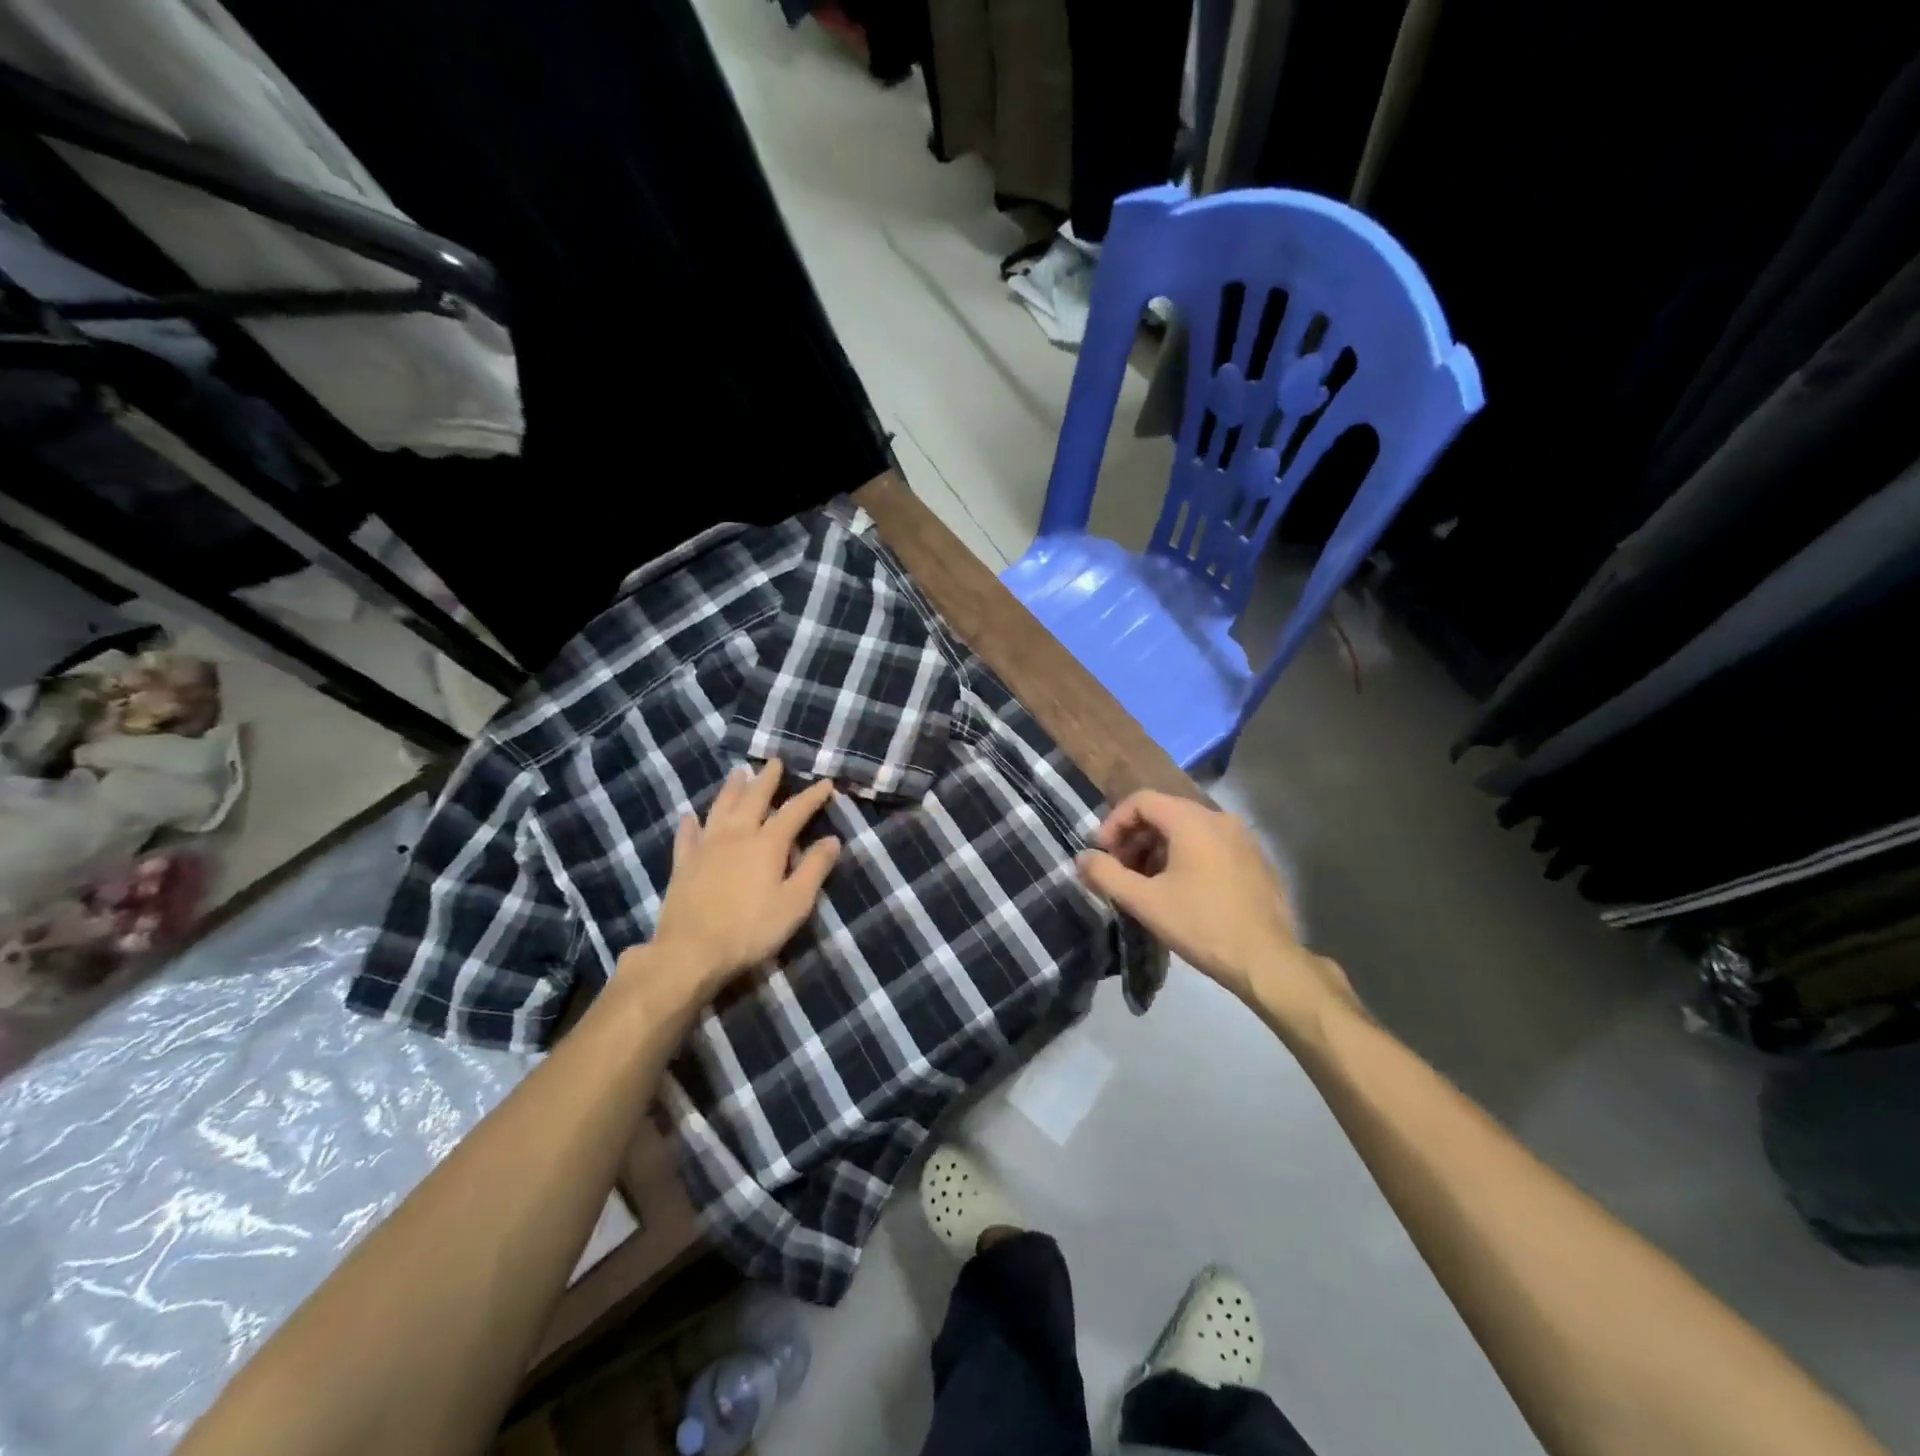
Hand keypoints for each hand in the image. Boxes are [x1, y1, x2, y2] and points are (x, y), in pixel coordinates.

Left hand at [644, 761, 840, 1003]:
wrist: (691, 952)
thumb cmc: (751, 929)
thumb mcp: (795, 903)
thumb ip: (814, 869)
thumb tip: (832, 840)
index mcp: (767, 844)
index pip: (794, 812)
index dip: (811, 797)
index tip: (825, 782)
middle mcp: (736, 835)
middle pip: (753, 799)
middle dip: (767, 780)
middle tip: (774, 762)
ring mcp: (706, 847)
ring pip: (720, 808)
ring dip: (731, 789)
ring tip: (738, 773)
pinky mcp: (683, 864)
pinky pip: (687, 836)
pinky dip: (690, 823)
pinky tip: (689, 816)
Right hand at [1077, 790, 1353, 1027]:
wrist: (1266, 960)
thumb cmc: (1201, 925)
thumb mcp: (1145, 902)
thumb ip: (1106, 875)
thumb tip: (1081, 858)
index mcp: (1192, 821)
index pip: (1142, 800)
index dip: (1114, 822)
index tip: (1103, 853)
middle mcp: (1219, 818)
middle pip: (1165, 812)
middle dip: (1135, 837)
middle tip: (1120, 870)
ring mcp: (1242, 838)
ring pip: (1188, 829)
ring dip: (1159, 849)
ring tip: (1146, 883)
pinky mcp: (1255, 860)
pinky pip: (1211, 844)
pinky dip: (1186, 856)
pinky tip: (1181, 891)